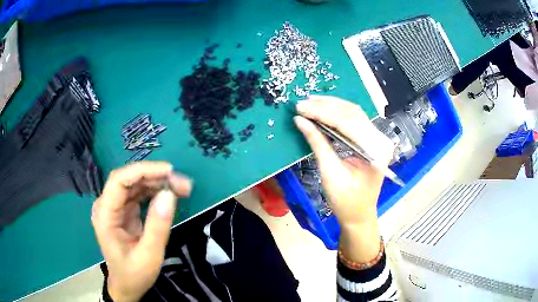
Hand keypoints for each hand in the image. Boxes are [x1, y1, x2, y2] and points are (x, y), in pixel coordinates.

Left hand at [91, 162, 192, 301]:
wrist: (127, 286)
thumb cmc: (134, 274)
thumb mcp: (149, 255)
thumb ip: (158, 226)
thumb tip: (170, 194)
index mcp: (105, 215)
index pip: (119, 181)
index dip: (143, 171)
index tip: (169, 171)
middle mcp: (107, 206)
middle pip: (128, 180)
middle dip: (155, 177)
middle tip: (182, 183)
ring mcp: (115, 208)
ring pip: (135, 185)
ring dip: (157, 183)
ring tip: (181, 188)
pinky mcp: (124, 211)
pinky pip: (139, 194)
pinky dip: (155, 191)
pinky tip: (169, 194)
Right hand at [294, 96, 393, 261]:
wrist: (359, 215)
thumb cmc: (346, 201)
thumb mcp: (330, 173)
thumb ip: (317, 143)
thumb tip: (300, 120)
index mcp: (375, 151)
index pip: (347, 123)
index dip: (322, 113)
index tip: (300, 108)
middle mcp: (380, 140)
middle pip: (352, 113)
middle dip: (325, 107)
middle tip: (301, 104)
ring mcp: (378, 138)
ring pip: (353, 113)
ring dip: (330, 106)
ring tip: (309, 103)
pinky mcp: (372, 140)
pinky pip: (354, 120)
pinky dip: (336, 114)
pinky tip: (322, 110)